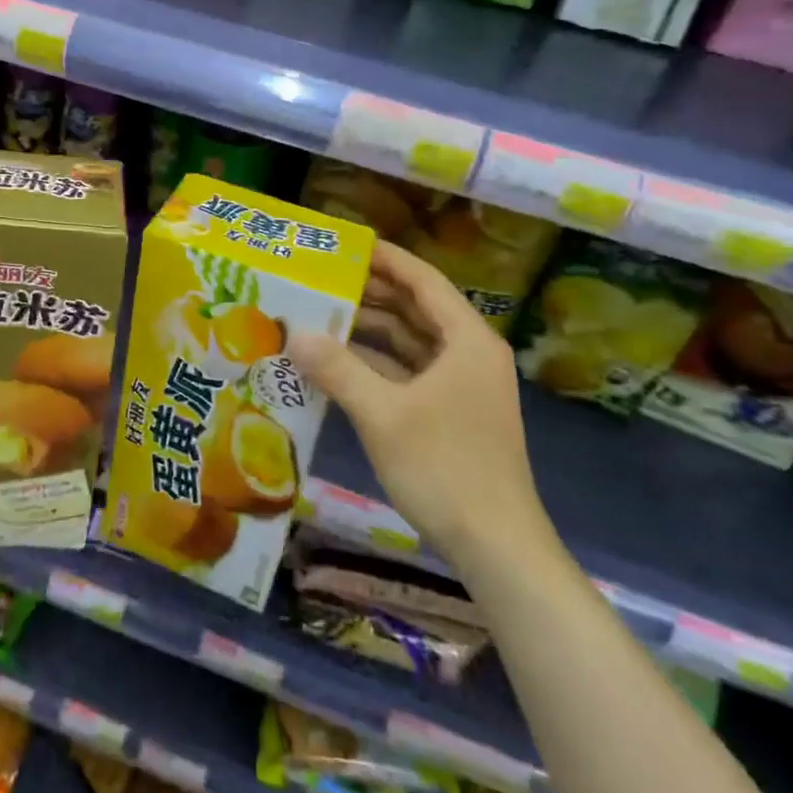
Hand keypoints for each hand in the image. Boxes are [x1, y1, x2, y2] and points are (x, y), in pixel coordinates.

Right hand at [287, 241, 558, 577]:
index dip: (386, 259)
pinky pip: (412, 372)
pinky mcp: (454, 413)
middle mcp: (470, 354)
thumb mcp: (383, 415)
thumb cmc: (445, 469)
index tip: (345, 244)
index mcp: (467, 340)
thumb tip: (295, 333)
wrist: (497, 548)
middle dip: (372, 292)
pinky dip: (379, 363)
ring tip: (322, 316)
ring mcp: (464, 385)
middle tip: (322, 279)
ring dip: (372, 330)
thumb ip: (338, 369)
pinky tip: (341, 364)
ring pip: (413, 342)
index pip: (423, 281)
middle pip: (417, 308)